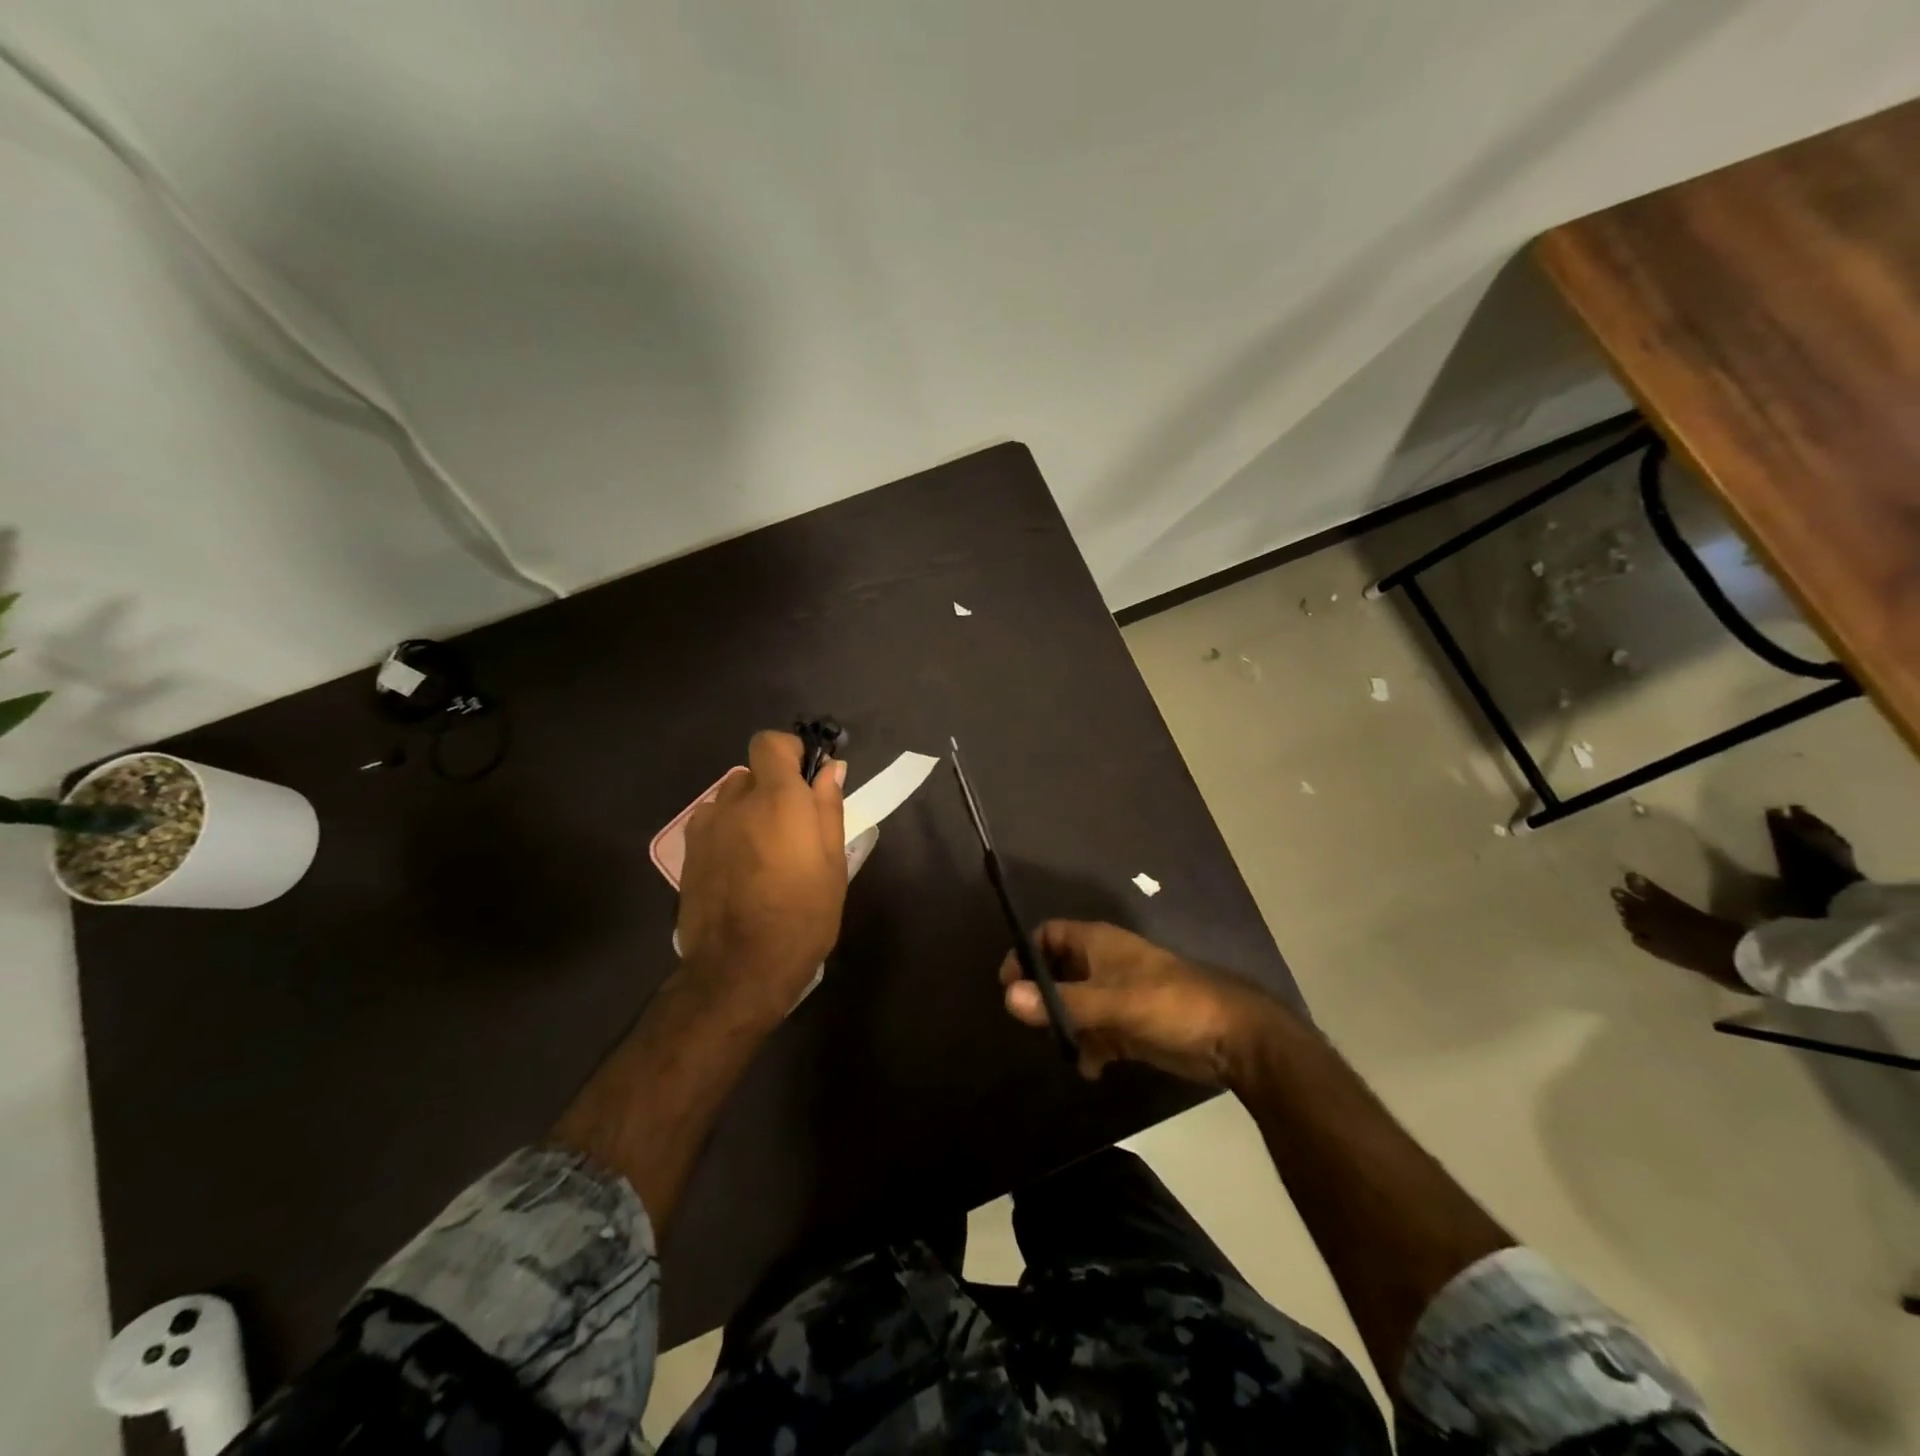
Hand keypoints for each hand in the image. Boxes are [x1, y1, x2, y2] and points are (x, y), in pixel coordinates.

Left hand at [676, 731, 846, 1014]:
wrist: (740, 968)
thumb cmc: (802, 915)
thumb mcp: (832, 863)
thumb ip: (828, 808)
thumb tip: (831, 770)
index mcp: (778, 799)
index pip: (770, 743)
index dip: (789, 751)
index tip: (806, 777)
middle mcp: (737, 802)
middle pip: (752, 773)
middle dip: (772, 788)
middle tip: (792, 826)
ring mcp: (706, 827)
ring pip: (730, 799)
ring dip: (747, 810)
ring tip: (763, 851)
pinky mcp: (688, 853)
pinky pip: (712, 824)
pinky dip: (727, 832)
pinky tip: (738, 867)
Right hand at [1000, 921, 1286, 1085]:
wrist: (1231, 1038)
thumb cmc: (1169, 1004)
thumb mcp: (1112, 1003)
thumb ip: (1062, 1002)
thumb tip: (1007, 998)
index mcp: (1098, 943)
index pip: (1049, 934)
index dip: (1025, 953)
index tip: (1009, 985)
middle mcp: (1104, 964)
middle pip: (1058, 971)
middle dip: (1043, 996)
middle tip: (1029, 1022)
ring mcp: (1118, 995)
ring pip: (1076, 1004)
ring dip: (1066, 1026)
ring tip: (1061, 1049)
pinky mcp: (1130, 1025)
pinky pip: (1097, 1032)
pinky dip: (1089, 1048)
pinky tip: (1091, 1070)